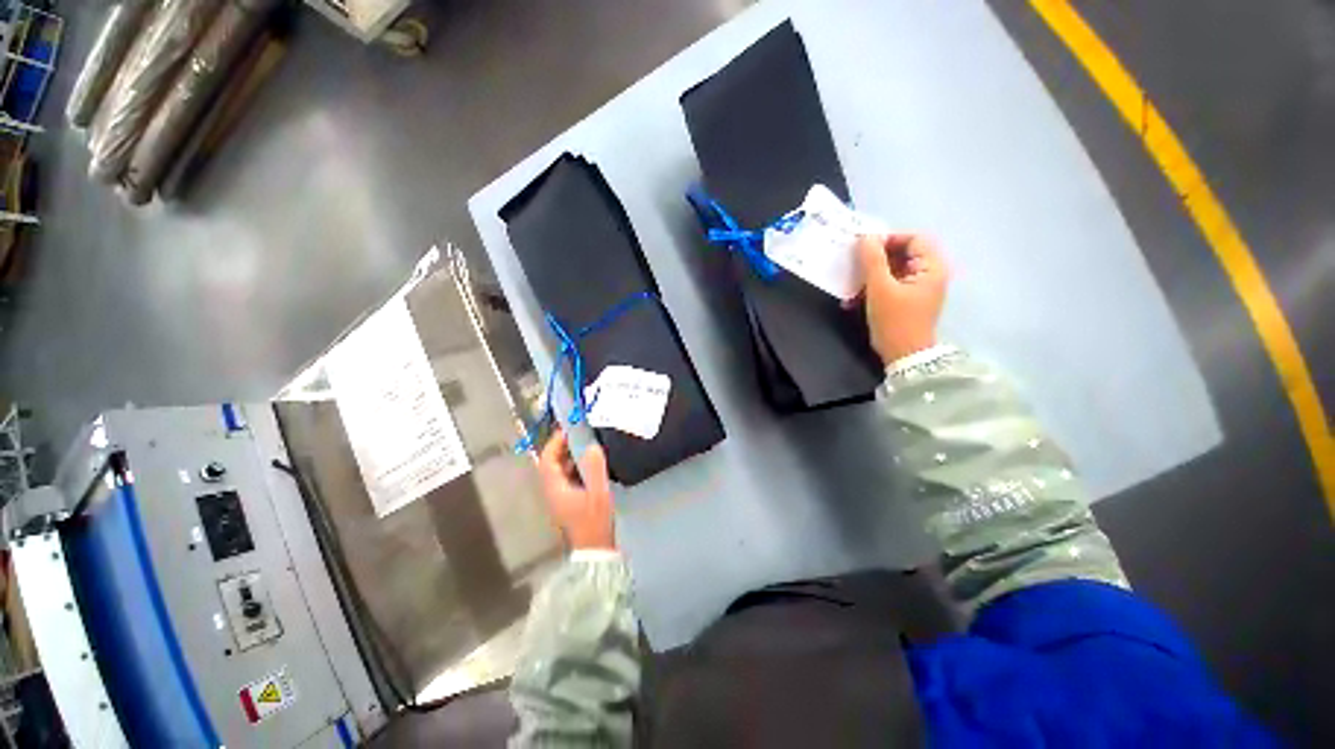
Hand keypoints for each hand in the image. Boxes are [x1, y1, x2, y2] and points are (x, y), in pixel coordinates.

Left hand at [538, 430, 615, 550]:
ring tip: (587, 444)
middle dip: (562, 447)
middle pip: (551, 464)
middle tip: (579, 433)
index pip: (547, 460)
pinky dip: (575, 466)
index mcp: (555, 488)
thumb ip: (595, 468)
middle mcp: (553, 491)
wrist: (595, 551)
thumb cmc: (594, 522)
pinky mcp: (569, 501)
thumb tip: (591, 446)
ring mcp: (560, 497)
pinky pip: (568, 477)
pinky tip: (591, 463)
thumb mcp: (598, 493)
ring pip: (560, 471)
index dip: (555, 443)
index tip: (568, 429)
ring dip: (569, 456)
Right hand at [855, 233, 948, 364]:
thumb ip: (873, 260)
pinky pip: (889, 285)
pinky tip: (853, 299)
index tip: (864, 248)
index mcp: (931, 267)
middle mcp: (928, 274)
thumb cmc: (895, 320)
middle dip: (875, 259)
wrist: (904, 356)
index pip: (914, 239)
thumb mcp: (880, 288)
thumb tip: (866, 237)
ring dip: (870, 276)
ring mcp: (918, 288)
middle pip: (902, 254)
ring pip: (893, 270)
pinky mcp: (907, 301)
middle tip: (854, 265)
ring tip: (850, 285)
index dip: (889, 239)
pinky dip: (872, 288)